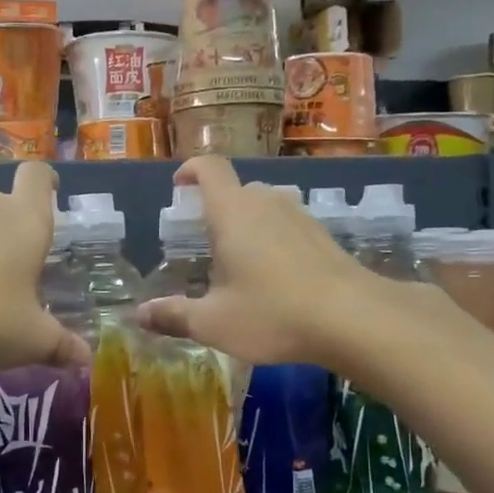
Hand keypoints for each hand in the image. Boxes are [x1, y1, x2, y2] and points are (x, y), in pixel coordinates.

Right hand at [137, 156, 368, 364]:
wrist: (354, 319)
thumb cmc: (273, 314)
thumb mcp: (214, 323)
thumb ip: (174, 316)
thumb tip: (140, 315)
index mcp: (232, 213)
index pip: (209, 169)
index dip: (191, 170)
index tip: (179, 184)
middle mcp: (266, 203)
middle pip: (236, 190)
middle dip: (217, 209)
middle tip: (205, 243)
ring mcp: (299, 216)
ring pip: (265, 207)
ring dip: (248, 225)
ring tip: (240, 263)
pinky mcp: (323, 235)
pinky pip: (287, 225)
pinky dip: (273, 239)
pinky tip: (275, 277)